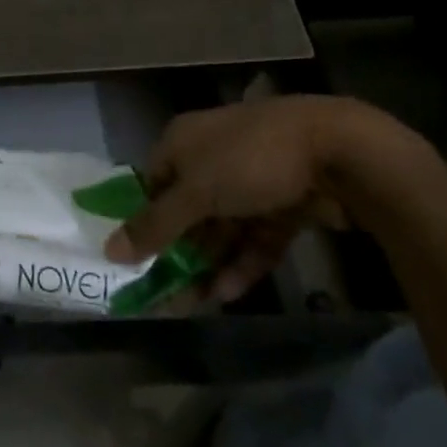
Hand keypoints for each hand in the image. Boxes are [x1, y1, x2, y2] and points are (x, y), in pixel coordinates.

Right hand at [103, 95, 429, 302]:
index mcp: (183, 141)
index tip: (135, 259)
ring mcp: (251, 179)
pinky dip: (243, 263)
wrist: (338, 151)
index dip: (143, 219)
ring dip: (209, 263)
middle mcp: (212, 156)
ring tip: (194, 304)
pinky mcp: (285, 202)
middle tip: (165, 293)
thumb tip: (108, 250)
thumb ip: (155, 225)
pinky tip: (229, 294)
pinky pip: (256, 236)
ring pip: (222, 227)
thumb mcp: (195, 193)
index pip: (152, 182)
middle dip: (178, 250)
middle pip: (187, 209)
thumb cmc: (248, 160)